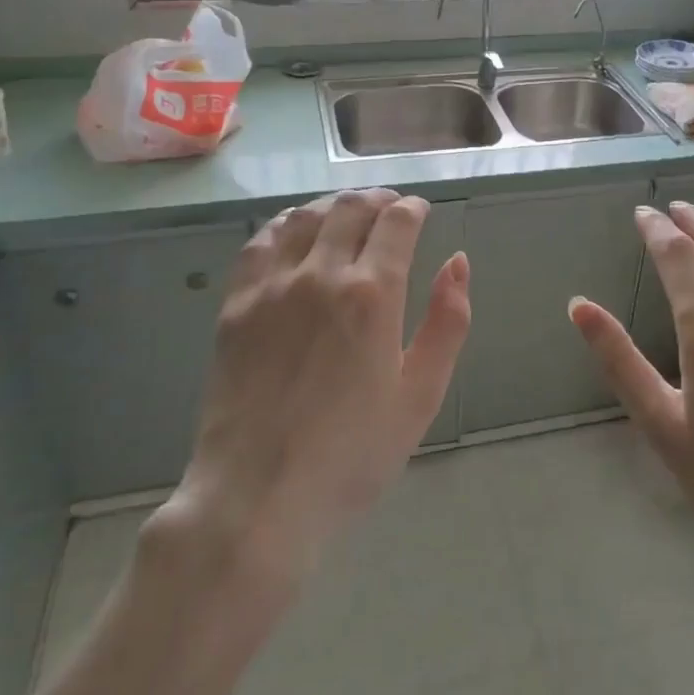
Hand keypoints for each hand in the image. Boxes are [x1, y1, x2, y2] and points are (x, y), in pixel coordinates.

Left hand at [164, 190, 470, 581]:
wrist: (258, 495)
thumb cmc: (353, 453)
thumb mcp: (422, 394)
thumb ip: (448, 322)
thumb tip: (458, 261)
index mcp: (373, 294)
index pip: (397, 223)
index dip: (414, 208)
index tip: (422, 211)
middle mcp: (321, 274)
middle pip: (351, 209)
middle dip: (378, 199)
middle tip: (391, 207)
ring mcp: (271, 285)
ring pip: (306, 216)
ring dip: (335, 204)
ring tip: (349, 212)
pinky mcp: (236, 303)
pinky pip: (261, 241)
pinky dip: (286, 223)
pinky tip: (296, 230)